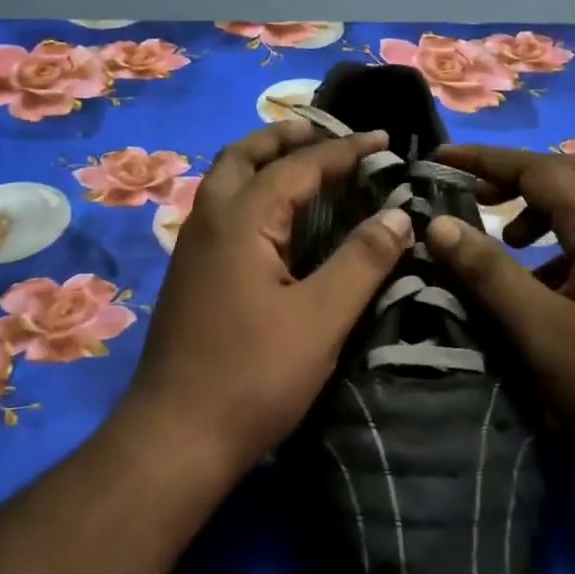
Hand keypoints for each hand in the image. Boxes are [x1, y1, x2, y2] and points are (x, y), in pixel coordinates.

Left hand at [126, 118, 413, 477]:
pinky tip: (275, 222)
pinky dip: (251, 195)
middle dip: (285, 138)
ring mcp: (191, 249)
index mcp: (240, 220)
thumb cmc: (253, 376)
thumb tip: (398, 215)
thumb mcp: (321, 318)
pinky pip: (222, 212)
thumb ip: (362, 261)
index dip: (343, 150)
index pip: (297, 166)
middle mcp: (208, 221)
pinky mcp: (190, 276)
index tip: (382, 140)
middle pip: (243, 156)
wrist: (176, 437)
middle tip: (327, 135)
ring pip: (225, 183)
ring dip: (262, 163)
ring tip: (303, 165)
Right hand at [424, 145, 574, 456]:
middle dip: (516, 175)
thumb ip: (488, 273)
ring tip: (506, 238)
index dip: (487, 160)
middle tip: (475, 193)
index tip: (441, 158)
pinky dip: (557, 241)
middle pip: (571, 175)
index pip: (540, 170)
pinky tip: (540, 284)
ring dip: (539, 207)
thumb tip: (439, 224)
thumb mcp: (539, 330)